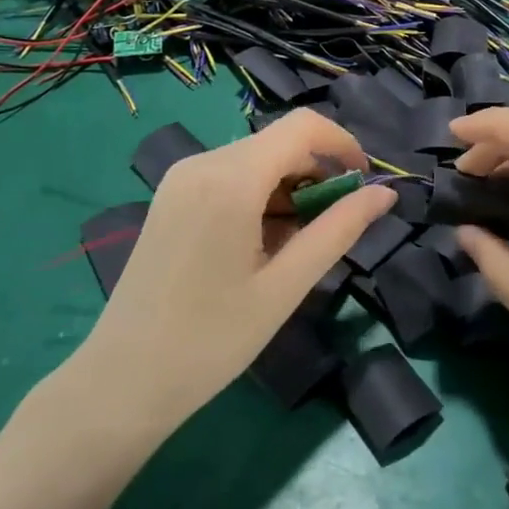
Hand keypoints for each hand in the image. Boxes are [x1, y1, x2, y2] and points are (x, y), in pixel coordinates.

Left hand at [73, 109, 395, 433]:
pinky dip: (259, 196)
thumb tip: (386, 194)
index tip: (365, 184)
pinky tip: (261, 243)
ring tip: (295, 245)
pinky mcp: (171, 195)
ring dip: (289, 188)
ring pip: (255, 159)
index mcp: (230, 179)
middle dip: (317, 173)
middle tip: (333, 227)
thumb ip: (339, 230)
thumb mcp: (286, 286)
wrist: (122, 381)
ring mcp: (181, 177)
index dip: (343, 144)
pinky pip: (229, 176)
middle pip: (278, 142)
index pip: (302, 127)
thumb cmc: (211, 340)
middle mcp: (203, 162)